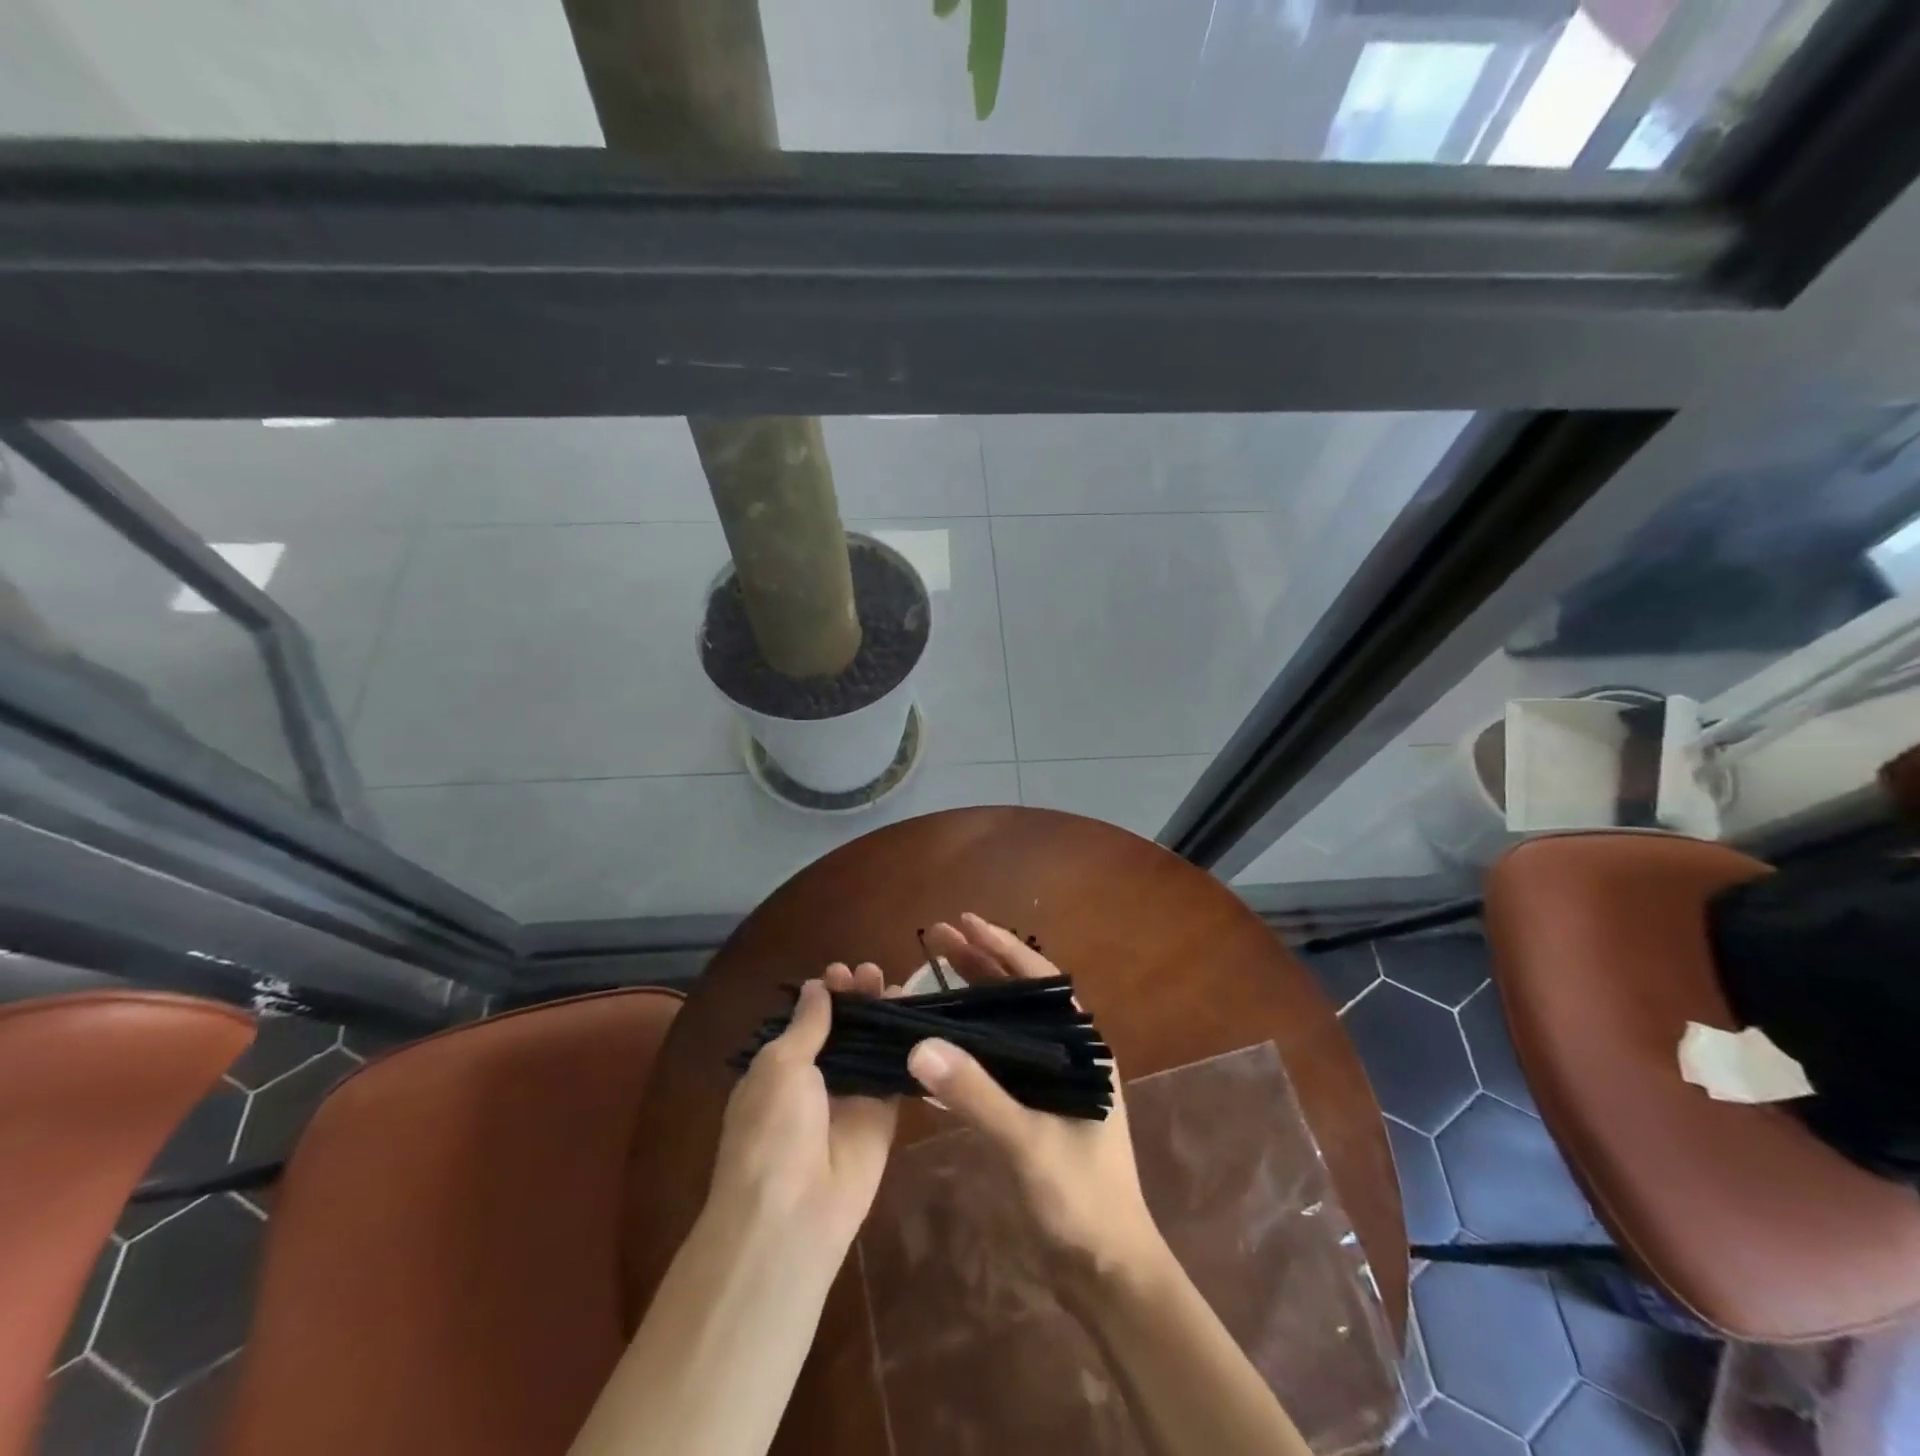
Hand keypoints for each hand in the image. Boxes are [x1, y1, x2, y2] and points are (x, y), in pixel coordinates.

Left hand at [709, 963, 900, 1255]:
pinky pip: (896, 1075)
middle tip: (872, 973)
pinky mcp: (882, 1117)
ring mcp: (850, 1097)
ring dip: (882, 1015)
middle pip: (843, 1028)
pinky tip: (921, 1017)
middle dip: (856, 997)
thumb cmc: (772, 1130)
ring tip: (898, 985)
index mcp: (780, 1066)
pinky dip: (907, 1047)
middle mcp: (815, 1078)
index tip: (840, 973)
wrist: (793, 1214)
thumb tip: (817, 986)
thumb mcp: (780, 1065)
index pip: (807, 1020)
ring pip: (871, 1046)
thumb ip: (807, 1025)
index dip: (825, 994)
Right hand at [910, 914, 1164, 1294]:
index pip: (1038, 981)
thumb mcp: (1029, 1145)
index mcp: (1081, 1048)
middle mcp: (1066, 1055)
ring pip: (1005, 1026)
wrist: (1107, 1272)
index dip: (1001, 947)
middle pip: (1018, 997)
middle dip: (979, 965)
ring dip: (972, 999)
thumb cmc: (1082, 1202)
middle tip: (936, 939)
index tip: (964, 922)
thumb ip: (977, 1095)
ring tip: (931, 973)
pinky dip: (968, 1041)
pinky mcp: (1032, 1108)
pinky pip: (995, 1060)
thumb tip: (920, 1044)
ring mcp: (1048, 1082)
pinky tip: (938, 1034)